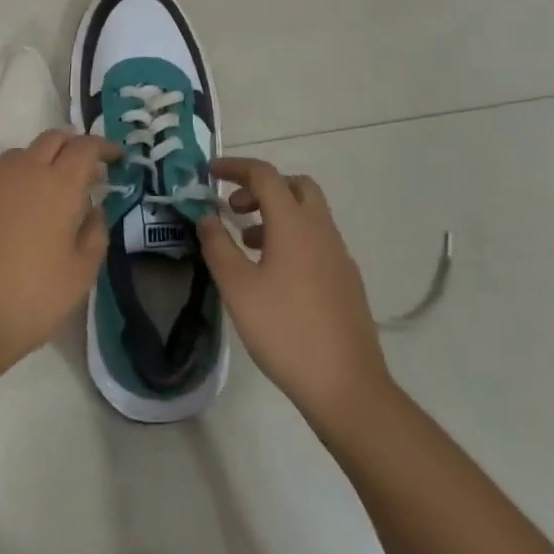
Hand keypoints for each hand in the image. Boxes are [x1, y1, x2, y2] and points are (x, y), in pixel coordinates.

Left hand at [0, 130, 115, 369]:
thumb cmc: (33, 296)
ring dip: (39, 162)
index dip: (104, 147)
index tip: (116, 157)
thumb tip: (93, 209)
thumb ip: (95, 233)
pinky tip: (10, 214)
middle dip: (72, 145)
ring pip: (20, 155)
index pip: (86, 147)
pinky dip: (10, 185)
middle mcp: (24, 171)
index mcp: (59, 185)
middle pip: (52, 139)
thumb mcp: (81, 273)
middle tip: (83, 168)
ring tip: (45, 191)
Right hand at [198, 157, 391, 429]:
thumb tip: (206, 216)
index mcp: (294, 224)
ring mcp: (339, 255)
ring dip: (277, 213)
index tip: (210, 172)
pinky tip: (275, 274)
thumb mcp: (238, 288)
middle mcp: (321, 230)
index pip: (265, 175)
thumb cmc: (285, 331)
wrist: (347, 386)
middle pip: (295, 186)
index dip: (235, 167)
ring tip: (248, 244)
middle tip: (236, 208)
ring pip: (308, 213)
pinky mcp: (346, 279)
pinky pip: (317, 239)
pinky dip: (292, 237)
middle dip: (262, 187)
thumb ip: (218, 246)